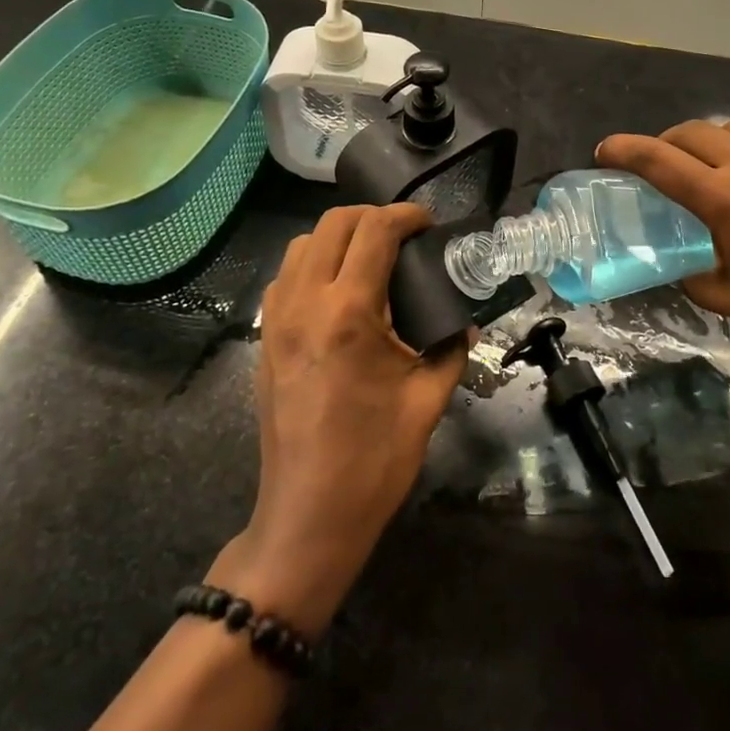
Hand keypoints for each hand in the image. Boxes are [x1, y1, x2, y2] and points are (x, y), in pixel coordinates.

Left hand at [209, 203, 468, 633]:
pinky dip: (313, 264)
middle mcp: (305, 303)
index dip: (405, 215)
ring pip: (303, 244)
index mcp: (349, 313)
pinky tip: (339, 291)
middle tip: (404, 236)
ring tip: (371, 258)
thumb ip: (449, 349)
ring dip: (339, 237)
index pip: (374, 232)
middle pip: (333, 223)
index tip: (428, 223)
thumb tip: (465, 325)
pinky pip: (286, 276)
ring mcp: (277, 319)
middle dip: (373, 217)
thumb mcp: (427, 400)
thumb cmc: (373, 460)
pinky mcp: (264, 338)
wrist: (308, 515)